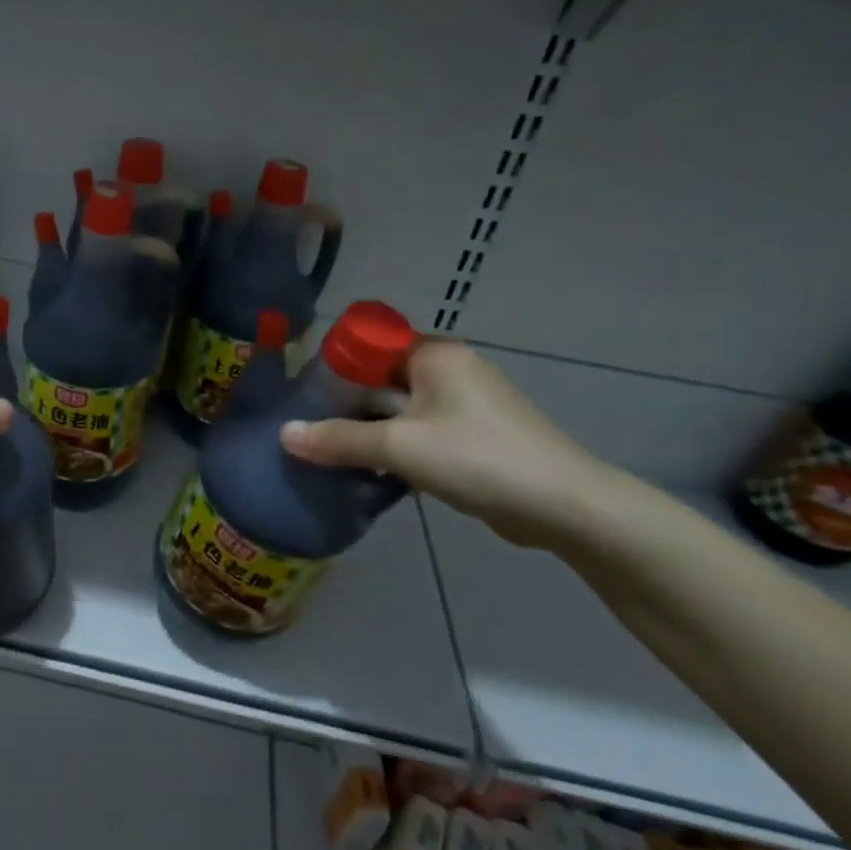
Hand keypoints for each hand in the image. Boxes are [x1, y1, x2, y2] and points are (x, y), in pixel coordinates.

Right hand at [279, 339, 608, 548]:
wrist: (566, 508)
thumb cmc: (479, 459)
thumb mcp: (399, 447)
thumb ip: (338, 439)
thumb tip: (284, 434)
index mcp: (435, 355)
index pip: (370, 342)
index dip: (334, 363)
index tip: (303, 392)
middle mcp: (449, 370)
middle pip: (381, 377)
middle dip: (344, 402)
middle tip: (306, 427)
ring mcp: (464, 405)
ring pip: (398, 409)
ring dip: (367, 429)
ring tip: (327, 451)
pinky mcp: (473, 437)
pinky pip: (418, 432)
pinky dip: (393, 447)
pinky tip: (368, 471)